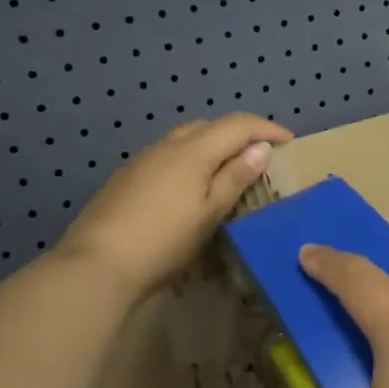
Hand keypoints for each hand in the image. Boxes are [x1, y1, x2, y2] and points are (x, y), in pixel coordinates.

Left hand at [56, 113, 291, 298]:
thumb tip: (260, 148)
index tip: (290, 141)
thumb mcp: (210, 212)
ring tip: (229, 168)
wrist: (98, 263)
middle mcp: (168, 144)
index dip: (267, 128)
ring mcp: (143, 159)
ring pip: (186, 138)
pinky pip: (169, 155)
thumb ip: (235, 177)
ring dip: (213, 144)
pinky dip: (190, 159)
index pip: (238, 124)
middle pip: (210, 125)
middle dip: (240, 133)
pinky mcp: (127, 177)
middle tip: (261, 155)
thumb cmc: (165, 240)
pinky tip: (191, 185)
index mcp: (194, 149)